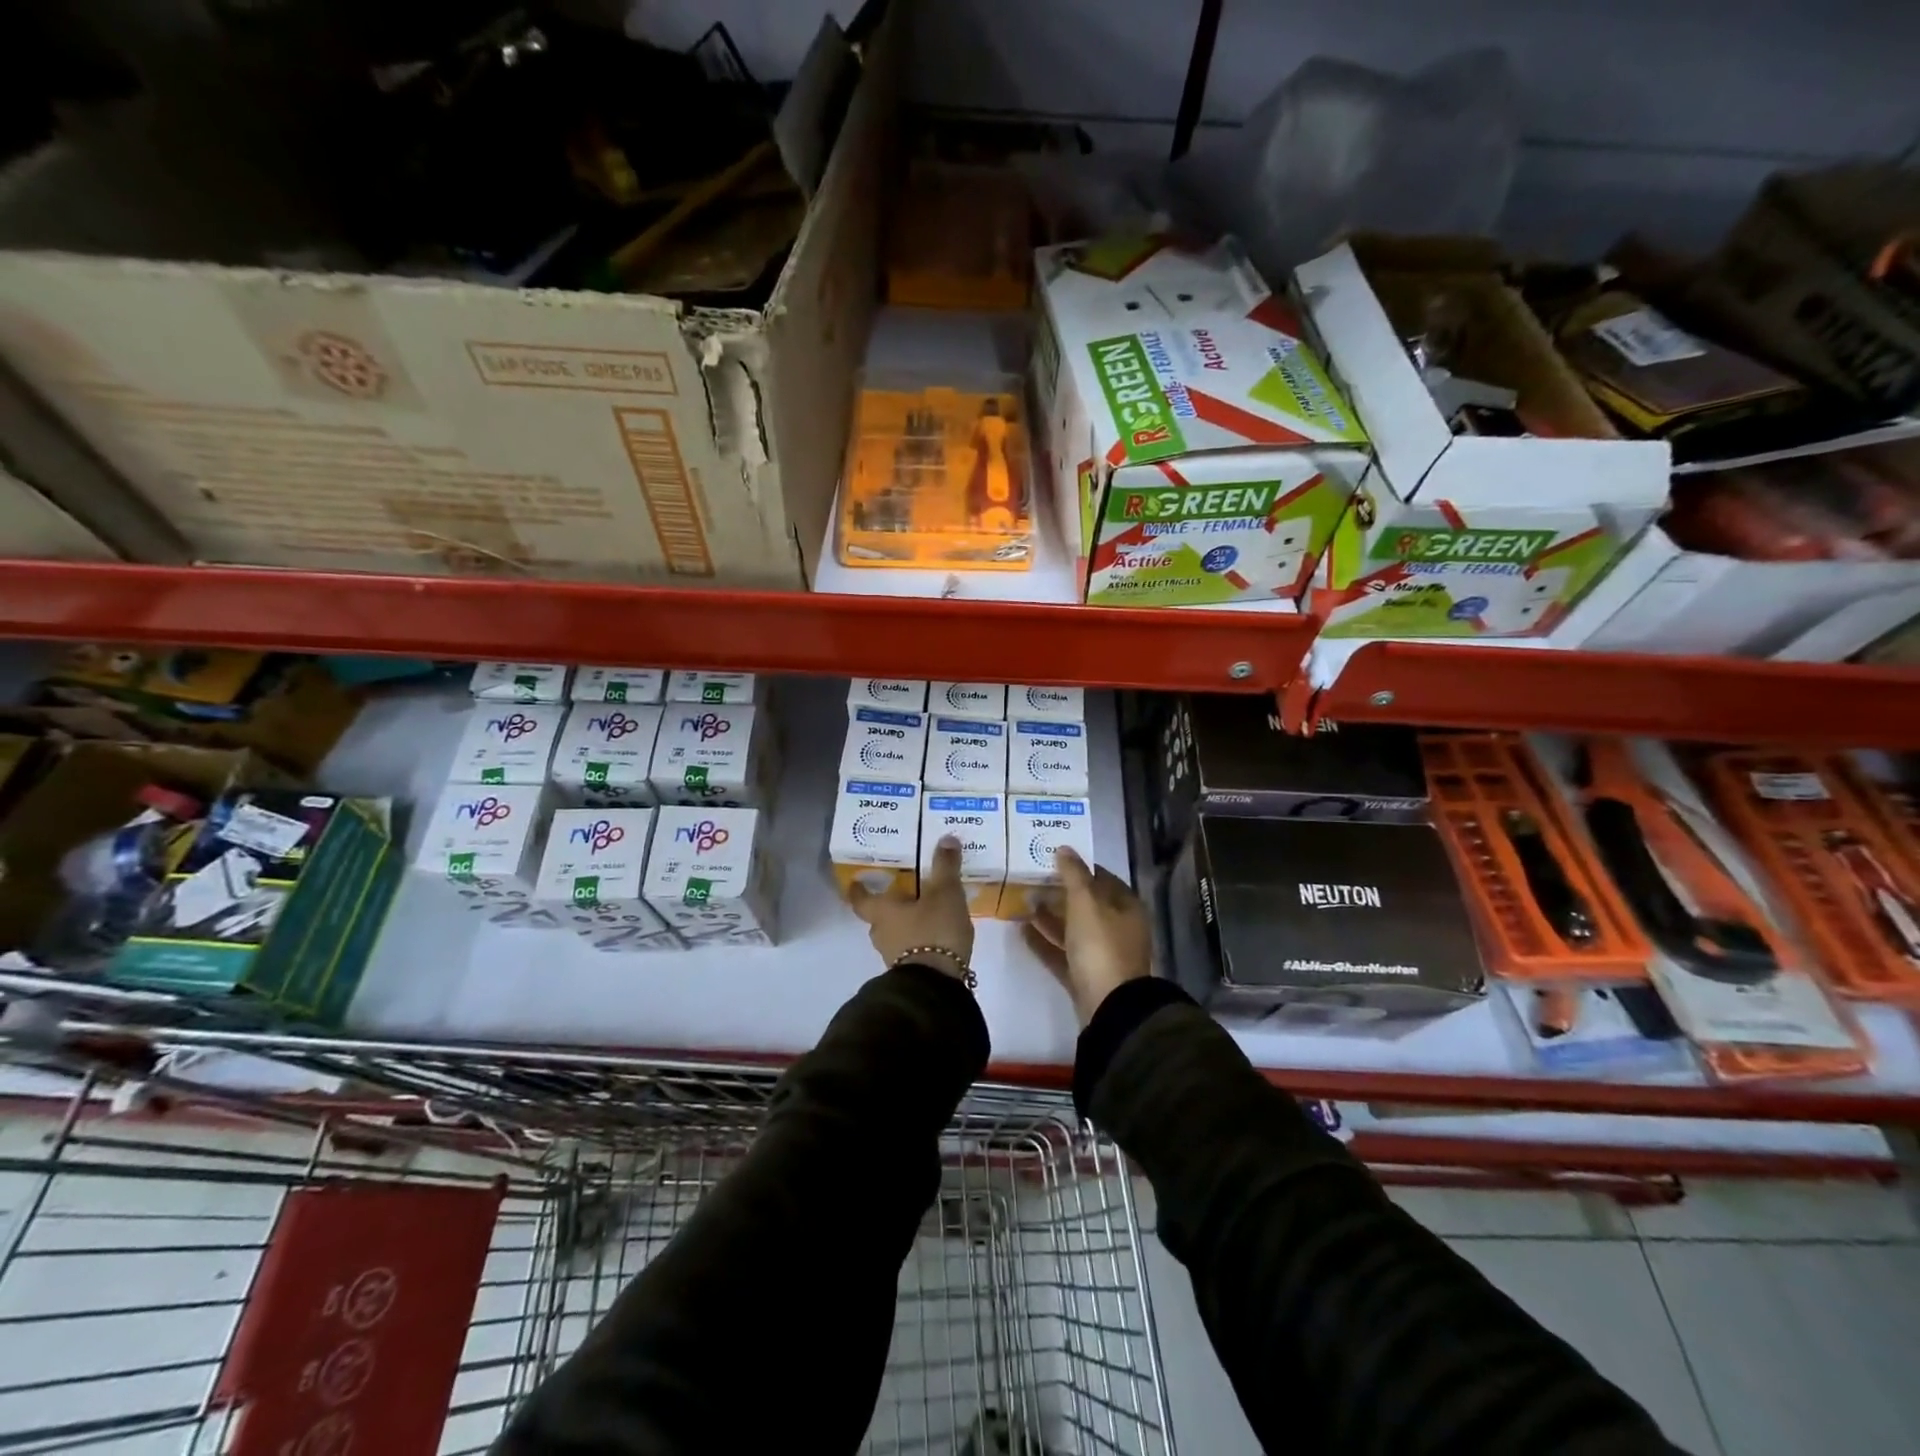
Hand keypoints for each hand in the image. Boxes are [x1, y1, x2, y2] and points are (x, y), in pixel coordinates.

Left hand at [849, 835, 974, 979]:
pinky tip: (936, 934)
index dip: (858, 890)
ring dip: (906, 923)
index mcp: (882, 911)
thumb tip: (946, 838)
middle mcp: (882, 933)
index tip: (855, 882)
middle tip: (904, 891)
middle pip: (879, 917)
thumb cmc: (934, 931)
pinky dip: (920, 940)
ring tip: (926, 912)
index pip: (861, 900)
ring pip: (895, 933)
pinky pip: (911, 949)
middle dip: (890, 905)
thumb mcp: (945, 893)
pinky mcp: (911, 972)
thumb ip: (946, 866)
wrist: (936, 984)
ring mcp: (894, 956)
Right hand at [1022, 847, 1152, 1023]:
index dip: (1079, 868)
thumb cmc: (1101, 945)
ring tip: (1023, 903)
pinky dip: (1045, 941)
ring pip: (1073, 929)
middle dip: (1060, 893)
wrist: (1109, 1006)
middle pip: (1086, 904)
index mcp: (1126, 907)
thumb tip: (1064, 848)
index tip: (1052, 860)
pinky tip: (1022, 930)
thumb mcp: (1086, 902)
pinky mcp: (1086, 976)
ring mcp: (1102, 954)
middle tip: (1031, 880)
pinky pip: (1063, 952)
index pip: (1102, 878)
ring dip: (1050, 916)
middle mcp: (1118, 928)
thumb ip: (1074, 874)